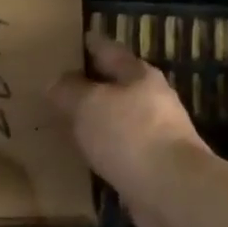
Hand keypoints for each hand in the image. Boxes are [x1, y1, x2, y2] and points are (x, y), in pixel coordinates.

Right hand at [49, 32, 210, 226]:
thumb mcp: (88, 105)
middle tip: (65, 83)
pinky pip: (122, 149)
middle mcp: (153, 100)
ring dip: (100, 118)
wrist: (171, 188)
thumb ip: (69, 91)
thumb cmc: (129, 134)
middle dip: (96, 83)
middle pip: (120, 85)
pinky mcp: (154, 165)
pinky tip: (89, 154)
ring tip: (72, 120)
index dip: (93, 43)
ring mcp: (158, 134)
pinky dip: (105, 148)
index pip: (111, 51)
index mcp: (140, 76)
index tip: (79, 38)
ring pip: (121, 118)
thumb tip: (56, 82)